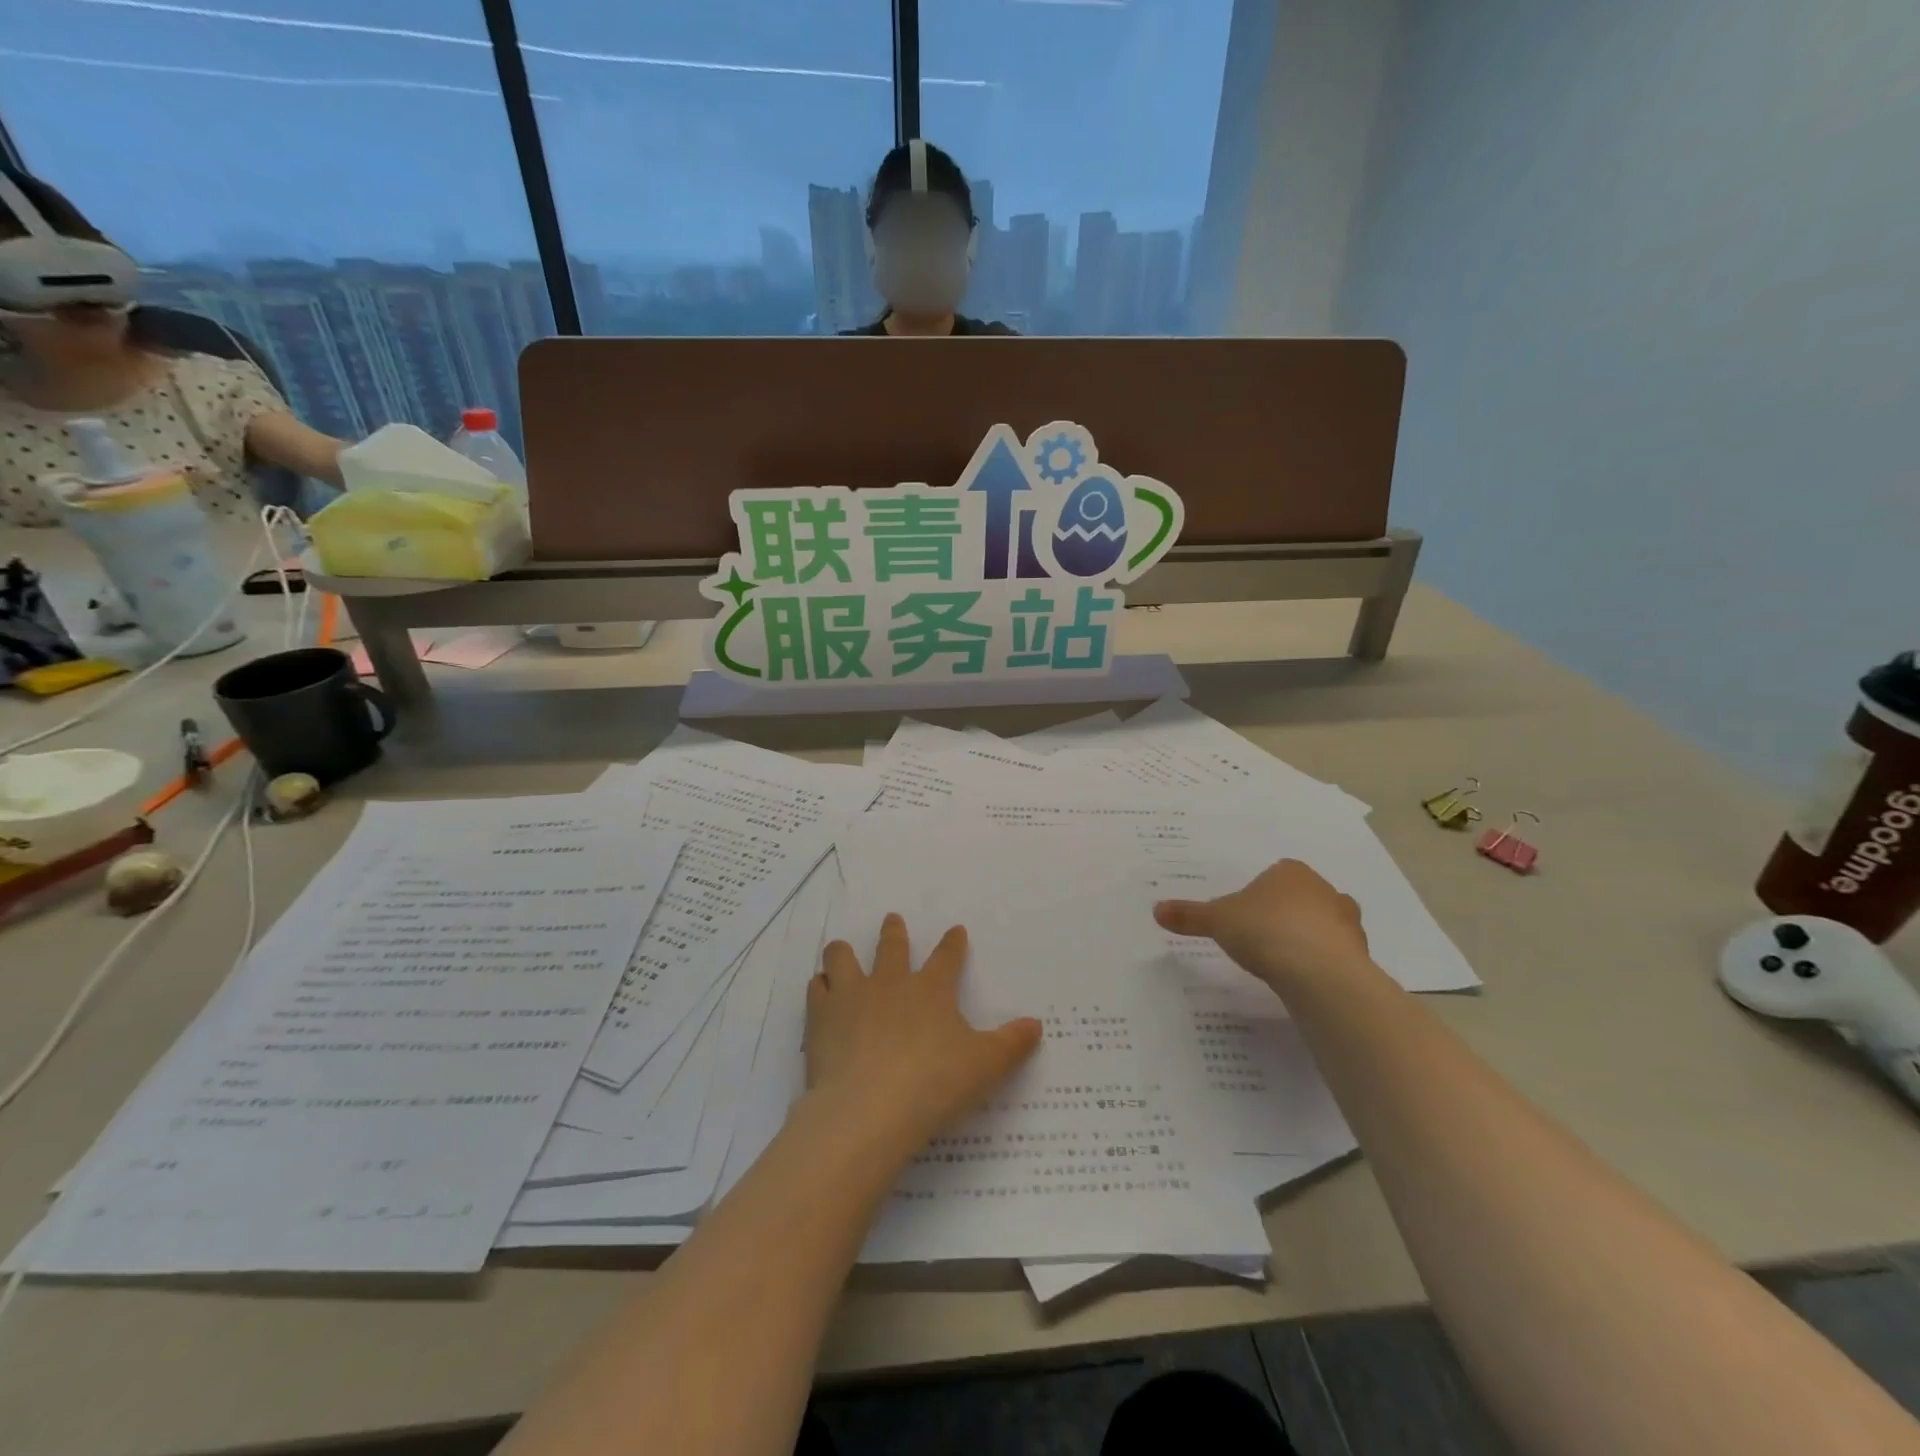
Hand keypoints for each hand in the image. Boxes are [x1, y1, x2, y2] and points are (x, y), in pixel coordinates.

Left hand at [804, 914, 1042, 1155]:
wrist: (869, 1109)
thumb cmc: (934, 1084)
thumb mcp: (984, 1066)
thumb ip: (1011, 1044)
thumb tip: (1036, 1025)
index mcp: (931, 990)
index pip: (947, 958)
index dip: (953, 944)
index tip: (955, 930)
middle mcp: (890, 983)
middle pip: (891, 946)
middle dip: (893, 932)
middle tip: (892, 920)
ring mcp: (852, 996)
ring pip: (842, 958)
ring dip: (843, 953)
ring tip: (841, 951)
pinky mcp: (821, 1017)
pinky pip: (818, 989)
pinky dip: (820, 987)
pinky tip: (821, 991)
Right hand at [1154, 859, 1371, 992]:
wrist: (1319, 972)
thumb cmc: (1265, 931)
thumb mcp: (1217, 921)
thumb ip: (1189, 915)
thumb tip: (1156, 910)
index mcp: (1290, 872)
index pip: (1273, 876)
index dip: (1258, 896)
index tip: (1244, 918)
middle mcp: (1324, 890)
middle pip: (1300, 899)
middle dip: (1285, 915)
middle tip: (1261, 940)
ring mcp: (1347, 922)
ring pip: (1322, 926)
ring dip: (1307, 940)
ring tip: (1282, 964)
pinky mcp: (1359, 954)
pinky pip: (1335, 955)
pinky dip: (1321, 965)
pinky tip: (1302, 981)